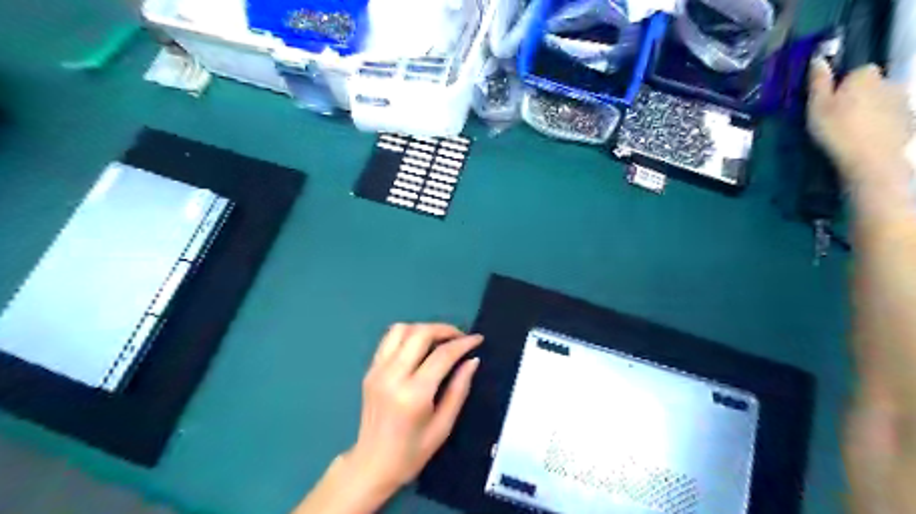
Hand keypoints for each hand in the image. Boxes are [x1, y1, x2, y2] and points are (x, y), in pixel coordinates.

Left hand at [344, 323, 485, 496]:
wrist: (372, 465)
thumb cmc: (412, 452)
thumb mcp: (443, 426)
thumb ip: (459, 390)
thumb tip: (472, 360)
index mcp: (413, 394)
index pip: (442, 355)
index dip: (463, 343)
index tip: (477, 339)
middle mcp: (392, 375)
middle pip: (420, 334)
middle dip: (444, 329)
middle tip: (460, 337)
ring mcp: (377, 370)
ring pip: (401, 329)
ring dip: (424, 328)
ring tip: (440, 339)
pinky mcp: (370, 370)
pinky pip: (388, 339)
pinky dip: (407, 335)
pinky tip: (419, 346)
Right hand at [808, 60, 908, 186]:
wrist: (871, 157)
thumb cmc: (837, 129)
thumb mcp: (817, 106)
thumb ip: (818, 82)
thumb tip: (818, 60)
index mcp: (866, 75)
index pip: (856, 72)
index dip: (842, 86)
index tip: (829, 103)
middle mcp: (890, 81)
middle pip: (872, 86)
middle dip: (859, 98)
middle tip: (838, 119)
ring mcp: (903, 102)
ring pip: (882, 102)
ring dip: (870, 112)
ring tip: (852, 132)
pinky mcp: (910, 121)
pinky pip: (891, 119)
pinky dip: (881, 126)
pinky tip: (867, 140)